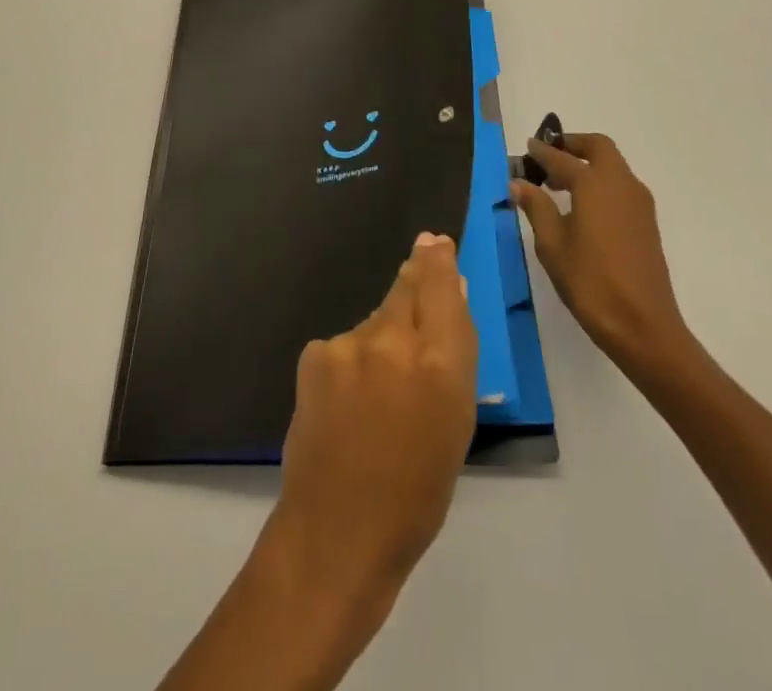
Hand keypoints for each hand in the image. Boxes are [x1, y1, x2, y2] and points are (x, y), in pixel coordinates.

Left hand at [266, 231, 477, 598]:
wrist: (338, 529)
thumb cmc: (417, 491)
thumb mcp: (455, 424)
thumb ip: (454, 354)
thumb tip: (451, 297)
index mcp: (441, 362)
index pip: (442, 286)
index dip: (439, 259)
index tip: (436, 242)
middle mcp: (394, 339)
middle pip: (407, 286)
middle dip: (415, 274)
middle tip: (420, 259)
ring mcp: (349, 343)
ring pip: (375, 321)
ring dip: (383, 335)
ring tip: (380, 385)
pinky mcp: (316, 353)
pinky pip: (345, 344)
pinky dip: (352, 361)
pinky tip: (347, 399)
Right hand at [511, 131, 696, 375]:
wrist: (644, 326)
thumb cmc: (590, 283)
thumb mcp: (552, 245)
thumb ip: (536, 207)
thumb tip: (519, 182)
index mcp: (594, 184)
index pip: (562, 158)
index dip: (541, 152)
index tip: (526, 148)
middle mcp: (621, 184)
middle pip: (598, 147)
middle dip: (573, 145)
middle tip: (548, 156)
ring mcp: (639, 202)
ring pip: (613, 165)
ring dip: (588, 162)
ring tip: (559, 184)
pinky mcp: (646, 221)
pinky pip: (621, 185)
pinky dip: (600, 181)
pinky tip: (582, 207)